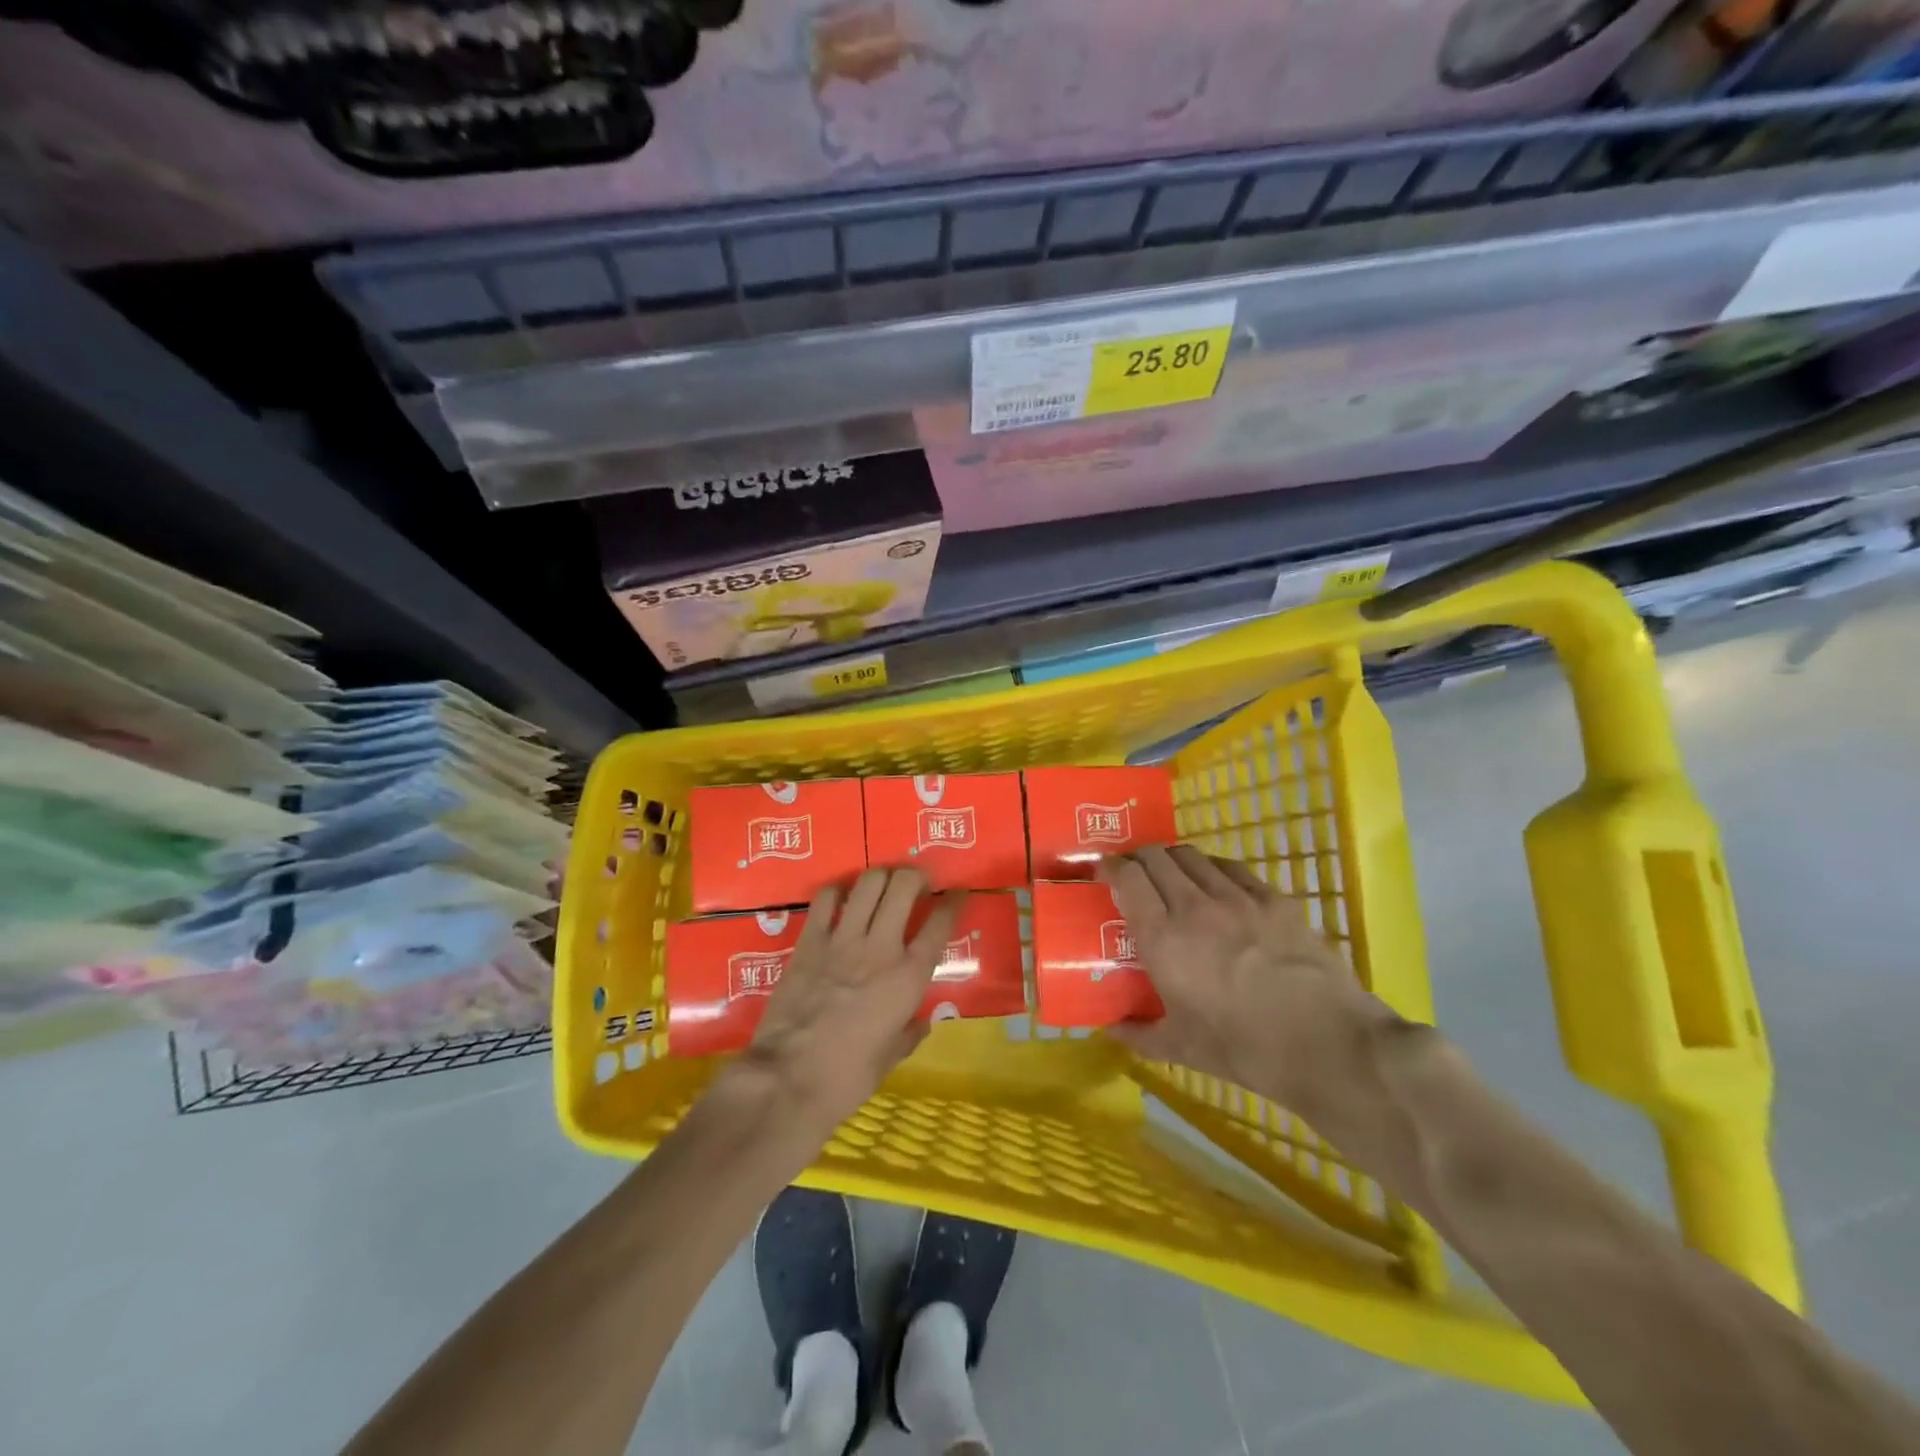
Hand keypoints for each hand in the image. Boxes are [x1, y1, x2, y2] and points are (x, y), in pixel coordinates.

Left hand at [734, 868, 963, 1134]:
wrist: (787, 1079)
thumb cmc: (847, 1077)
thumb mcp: (890, 1059)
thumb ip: (910, 1033)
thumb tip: (921, 1022)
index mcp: (908, 977)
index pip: (940, 924)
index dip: (953, 901)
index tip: (957, 892)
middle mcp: (881, 948)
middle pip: (904, 886)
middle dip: (916, 875)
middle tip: (917, 882)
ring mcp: (842, 940)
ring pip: (868, 882)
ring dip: (881, 876)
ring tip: (883, 884)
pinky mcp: (809, 941)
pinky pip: (826, 898)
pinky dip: (838, 891)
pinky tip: (842, 898)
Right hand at [1097, 846, 1396, 1120]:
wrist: (1327, 1045)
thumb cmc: (1244, 1049)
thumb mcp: (1181, 1048)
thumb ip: (1139, 1034)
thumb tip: (1110, 1029)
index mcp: (1163, 939)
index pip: (1127, 878)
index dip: (1109, 866)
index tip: (1102, 872)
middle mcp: (1194, 906)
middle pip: (1156, 857)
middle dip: (1138, 858)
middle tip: (1134, 874)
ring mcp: (1238, 897)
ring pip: (1192, 856)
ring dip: (1173, 860)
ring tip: (1172, 876)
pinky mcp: (1275, 899)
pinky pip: (1232, 868)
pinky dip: (1212, 869)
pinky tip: (1216, 885)